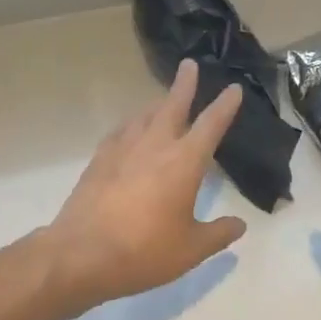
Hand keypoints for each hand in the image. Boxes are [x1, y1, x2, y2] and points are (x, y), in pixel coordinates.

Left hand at [43, 58, 247, 313]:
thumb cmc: (144, 251)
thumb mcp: (191, 250)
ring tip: (162, 101)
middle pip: (172, 105)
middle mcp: (155, 146)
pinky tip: (129, 132)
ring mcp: (123, 150)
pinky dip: (131, 126)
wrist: (81, 254)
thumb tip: (239, 225)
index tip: (233, 89)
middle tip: (189, 65)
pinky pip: (120, 133)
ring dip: (156, 105)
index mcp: (184, 162)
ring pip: (143, 116)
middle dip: (184, 84)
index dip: (224, 106)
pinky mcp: (98, 160)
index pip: (211, 125)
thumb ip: (218, 234)